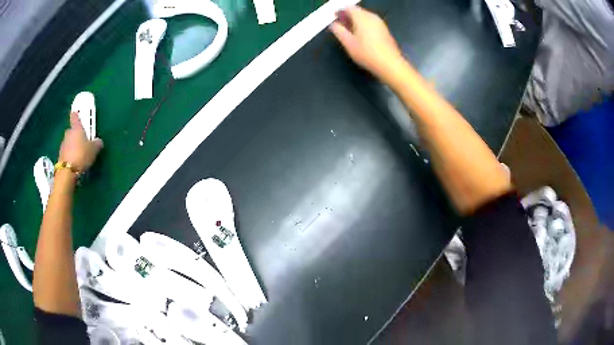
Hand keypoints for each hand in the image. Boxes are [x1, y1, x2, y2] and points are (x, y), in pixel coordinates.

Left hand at [58, 112, 103, 171]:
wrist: (67, 172)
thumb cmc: (81, 155)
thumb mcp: (94, 150)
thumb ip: (97, 143)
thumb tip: (98, 141)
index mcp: (76, 128)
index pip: (75, 117)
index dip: (76, 115)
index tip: (76, 114)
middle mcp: (68, 134)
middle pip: (72, 131)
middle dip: (76, 135)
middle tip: (82, 141)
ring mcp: (63, 145)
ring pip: (69, 142)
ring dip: (73, 146)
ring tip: (79, 154)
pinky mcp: (60, 156)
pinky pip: (67, 152)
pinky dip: (70, 155)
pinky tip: (75, 161)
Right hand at [329, 6, 404, 82]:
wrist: (390, 64)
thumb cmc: (367, 53)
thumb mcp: (348, 43)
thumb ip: (338, 31)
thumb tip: (333, 24)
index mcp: (361, 17)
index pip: (348, 8)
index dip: (339, 12)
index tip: (334, 18)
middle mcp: (372, 16)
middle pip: (357, 11)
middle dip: (348, 16)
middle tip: (340, 24)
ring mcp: (380, 23)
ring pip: (364, 16)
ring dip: (356, 21)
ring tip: (349, 31)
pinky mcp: (385, 30)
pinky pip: (371, 22)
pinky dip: (364, 25)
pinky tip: (360, 35)